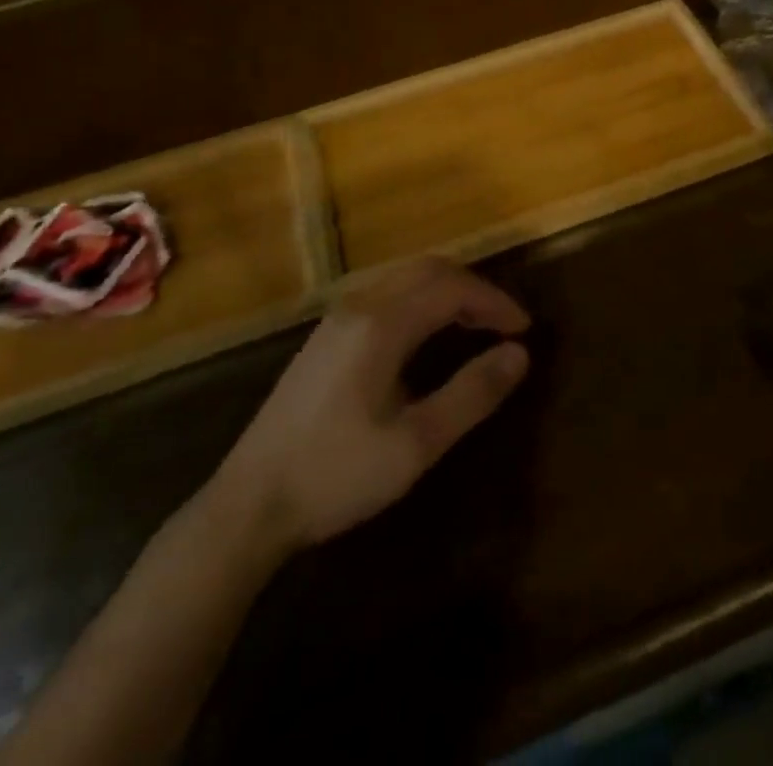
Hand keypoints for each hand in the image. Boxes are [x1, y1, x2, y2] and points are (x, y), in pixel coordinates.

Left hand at [211, 257, 530, 557]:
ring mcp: (336, 317)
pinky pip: (385, 293)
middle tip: (504, 323)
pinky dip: (419, 299)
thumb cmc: (336, 475)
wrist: (247, 504)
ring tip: (475, 326)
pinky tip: (426, 335)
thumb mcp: (415, 445)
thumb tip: (519, 355)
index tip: (524, 329)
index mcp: (382, 324)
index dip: (494, 301)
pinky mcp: (324, 335)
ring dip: (445, 291)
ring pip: (404, 278)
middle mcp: (359, 305)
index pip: (452, 288)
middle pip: (428, 269)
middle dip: (472, 289)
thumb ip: (471, 394)